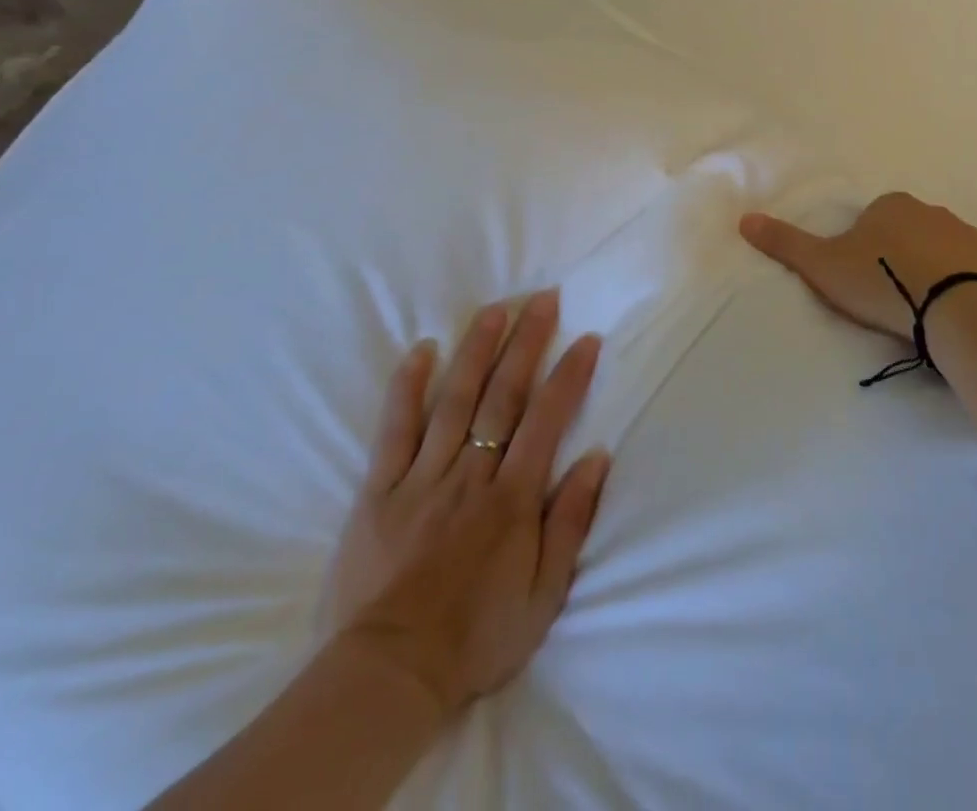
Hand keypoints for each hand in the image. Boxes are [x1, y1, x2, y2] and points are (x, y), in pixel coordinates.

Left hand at [324, 292, 610, 719]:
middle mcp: (471, 474)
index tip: (585, 338)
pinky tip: (421, 350)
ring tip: (494, 309)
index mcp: (512, 498)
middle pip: (502, 395)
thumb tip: (596, 457)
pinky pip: (395, 430)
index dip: (569, 375)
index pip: (547, 419)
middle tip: (542, 299)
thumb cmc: (476, 638)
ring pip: (454, 400)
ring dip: (476, 350)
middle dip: (526, 343)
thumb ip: (570, 521)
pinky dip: (407, 388)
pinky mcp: (379, 491)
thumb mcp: (544, 595)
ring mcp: (422, 478)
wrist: (389, 678)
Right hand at [740, 192, 976, 340]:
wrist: (952, 309)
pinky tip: (971, 280)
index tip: (863, 277)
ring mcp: (966, 229)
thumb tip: (744, 218)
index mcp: (888, 206)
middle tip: (893, 289)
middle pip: (907, 226)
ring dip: (936, 256)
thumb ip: (785, 242)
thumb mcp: (823, 266)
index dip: (864, 247)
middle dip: (900, 249)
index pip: (871, 219)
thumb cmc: (882, 284)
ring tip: (928, 296)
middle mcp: (927, 209)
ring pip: (945, 237)